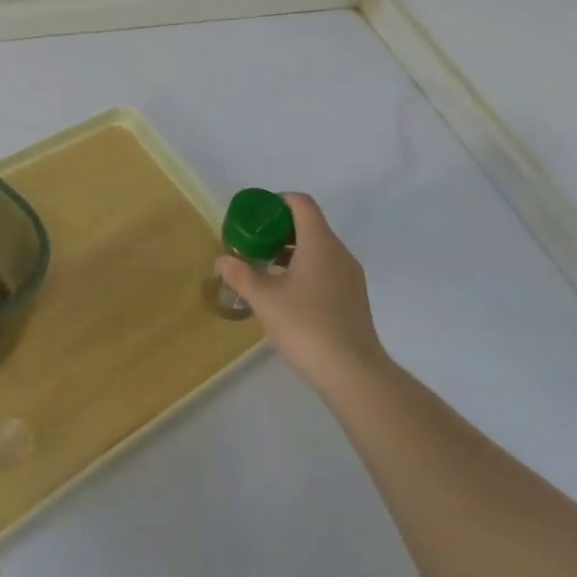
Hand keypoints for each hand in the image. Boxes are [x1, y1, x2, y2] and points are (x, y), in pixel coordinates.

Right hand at [218, 193, 385, 393]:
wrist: (353, 374)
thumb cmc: (306, 325)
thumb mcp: (264, 299)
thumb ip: (240, 274)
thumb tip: (222, 260)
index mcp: (319, 242)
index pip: (300, 203)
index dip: (276, 202)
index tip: (255, 217)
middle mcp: (339, 252)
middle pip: (309, 225)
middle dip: (278, 230)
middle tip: (253, 245)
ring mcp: (350, 276)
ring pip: (318, 249)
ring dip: (291, 252)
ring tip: (265, 271)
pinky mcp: (354, 299)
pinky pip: (327, 269)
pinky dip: (306, 270)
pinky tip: (287, 296)